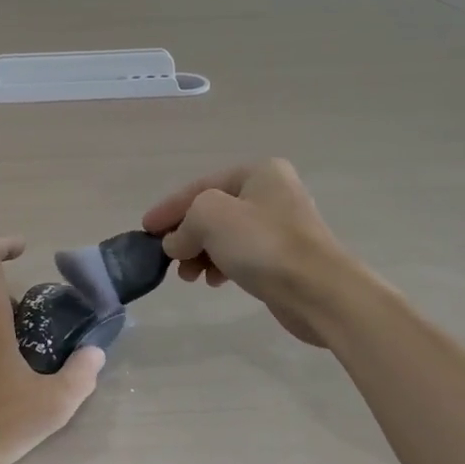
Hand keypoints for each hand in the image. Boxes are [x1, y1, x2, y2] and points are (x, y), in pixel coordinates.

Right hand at [141, 159, 356, 344]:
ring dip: (200, 253)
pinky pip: (241, 255)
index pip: (200, 186)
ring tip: (188, 277)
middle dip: (186, 234)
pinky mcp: (285, 257)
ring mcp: (281, 226)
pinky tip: (213, 281)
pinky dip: (222, 265)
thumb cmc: (262, 244)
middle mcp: (272, 192)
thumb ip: (184, 223)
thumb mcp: (210, 217)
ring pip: (226, 236)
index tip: (145, 229)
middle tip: (168, 258)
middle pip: (213, 211)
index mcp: (258, 172)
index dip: (169, 208)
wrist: (318, 291)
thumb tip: (176, 243)